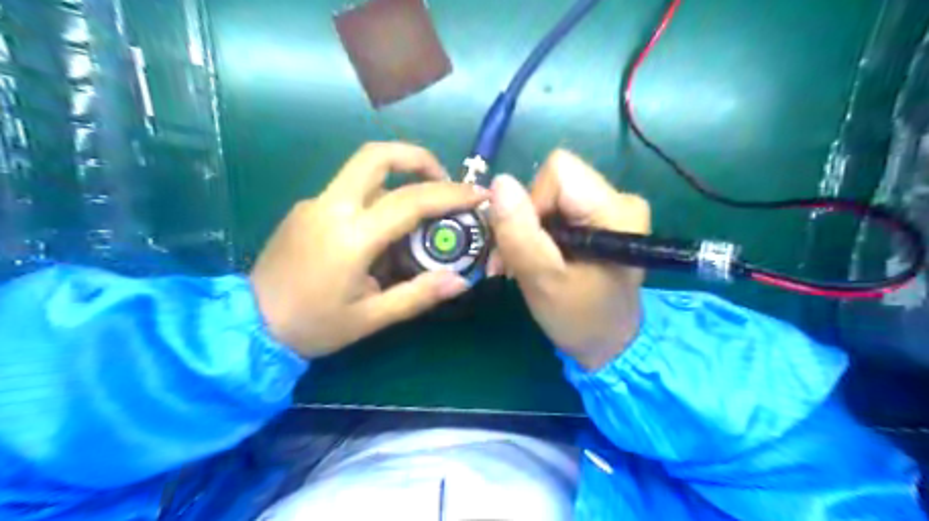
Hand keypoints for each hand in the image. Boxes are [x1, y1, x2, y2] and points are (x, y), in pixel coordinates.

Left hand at [250, 144, 487, 358]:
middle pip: (377, 156)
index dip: (451, 194)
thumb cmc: (313, 326)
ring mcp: (314, 203)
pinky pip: (350, 191)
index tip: (478, 195)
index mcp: (350, 236)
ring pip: (363, 172)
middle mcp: (331, 207)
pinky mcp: (306, 208)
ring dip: (399, 180)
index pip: (410, 200)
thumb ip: (417, 296)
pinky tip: (383, 232)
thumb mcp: (370, 318)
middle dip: (418, 158)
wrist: (247, 325)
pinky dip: (377, 198)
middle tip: (443, 181)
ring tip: (420, 214)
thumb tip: (460, 281)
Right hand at [489, 149, 646, 371]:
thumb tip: (499, 182)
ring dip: (528, 228)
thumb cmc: (579, 318)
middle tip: (514, 260)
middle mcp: (620, 198)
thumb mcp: (543, 280)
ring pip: (551, 196)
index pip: (558, 171)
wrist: (608, 344)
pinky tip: (538, 258)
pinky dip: (539, 233)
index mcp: (616, 209)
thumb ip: (519, 232)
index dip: (531, 201)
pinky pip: (558, 209)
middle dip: (525, 218)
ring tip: (523, 264)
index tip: (525, 243)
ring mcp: (612, 208)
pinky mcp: (601, 219)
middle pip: (553, 182)